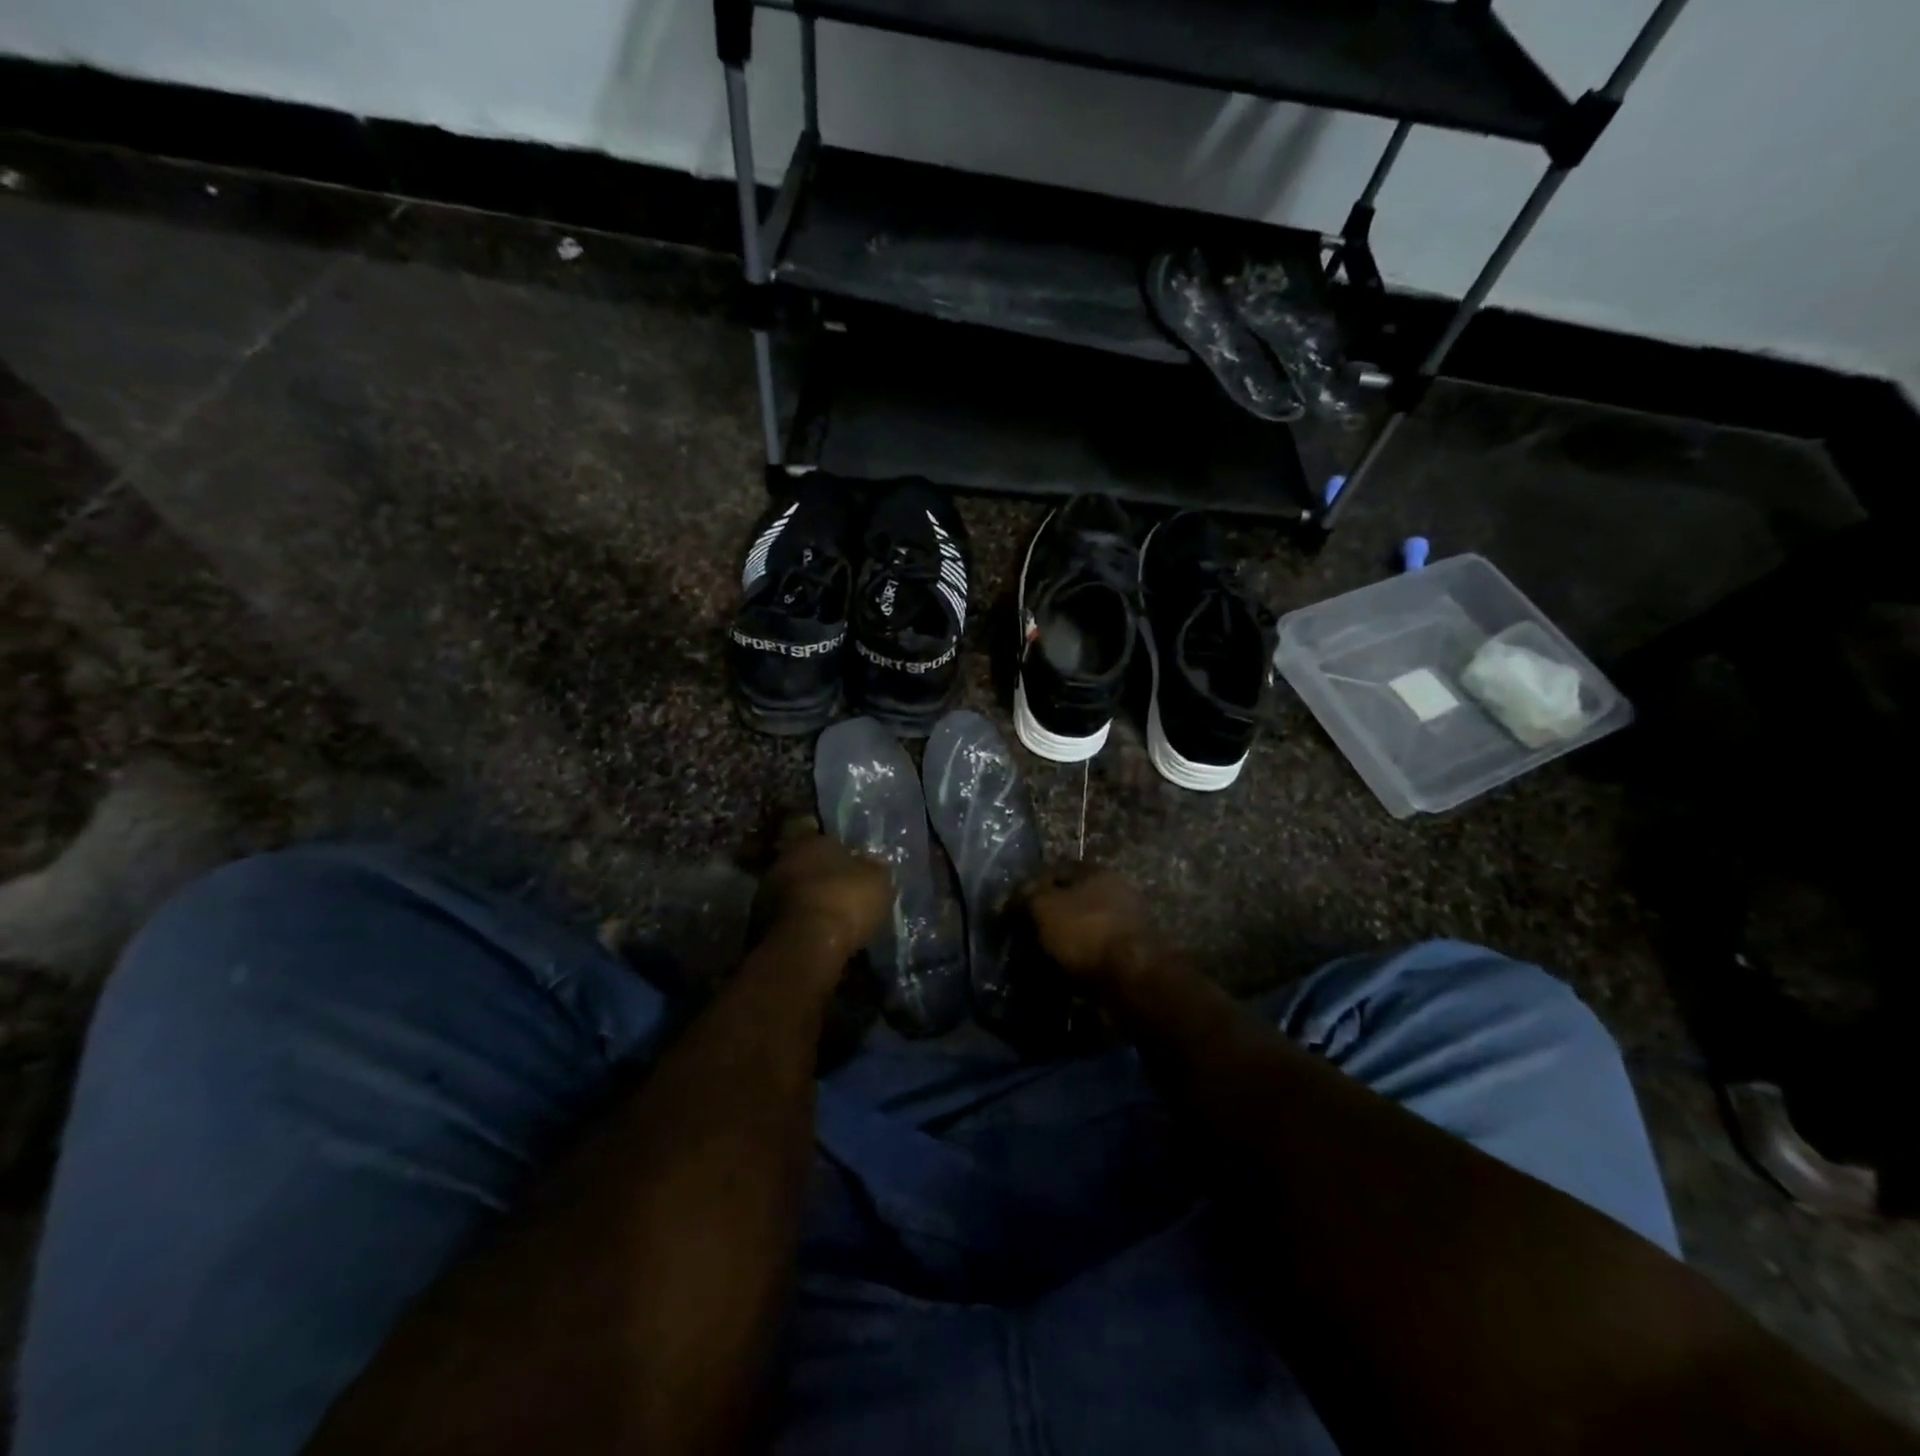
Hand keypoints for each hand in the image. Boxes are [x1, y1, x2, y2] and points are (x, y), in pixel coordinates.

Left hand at [752, 828, 890, 968]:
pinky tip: (815, 939)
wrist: (805, 946)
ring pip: (794, 894)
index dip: (845, 859)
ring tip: (830, 924)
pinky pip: (786, 920)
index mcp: (811, 841)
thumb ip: (873, 868)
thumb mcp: (878, 880)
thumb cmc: (845, 900)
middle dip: (823, 882)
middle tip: (844, 900)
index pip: (829, 843)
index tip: (857, 876)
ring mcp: (765, 893)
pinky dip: (799, 927)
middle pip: (808, 868)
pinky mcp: (757, 924)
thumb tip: (872, 864)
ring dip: (808, 905)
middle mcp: (782, 860)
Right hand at [1022, 865, 1161, 990]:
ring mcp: (1126, 924)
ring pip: (1082, 927)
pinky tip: (1061, 972)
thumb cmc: (1086, 932)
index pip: (1054, 870)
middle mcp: (1115, 891)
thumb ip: (1025, 897)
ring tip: (1038, 958)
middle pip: (1070, 899)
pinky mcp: (1130, 954)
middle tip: (1023, 934)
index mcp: (1096, 872)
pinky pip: (1094, 952)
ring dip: (1062, 940)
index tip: (1010, 909)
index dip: (1029, 887)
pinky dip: (1078, 960)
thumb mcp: (1044, 907)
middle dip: (1046, 915)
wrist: (1133, 978)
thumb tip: (1008, 901)